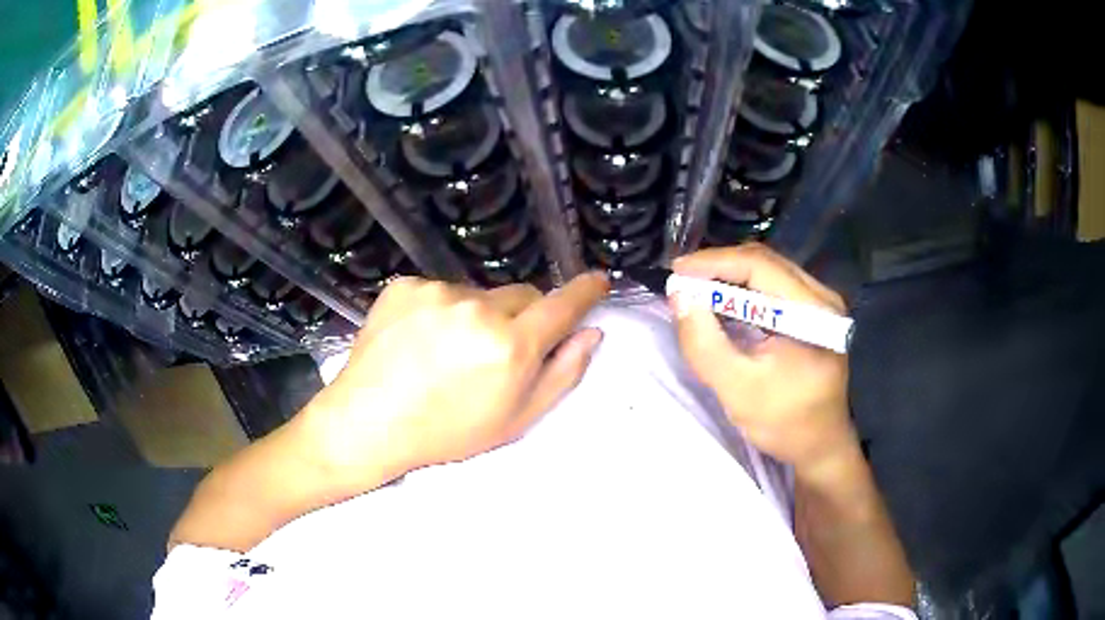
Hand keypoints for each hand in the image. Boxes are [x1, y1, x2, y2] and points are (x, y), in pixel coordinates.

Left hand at [302, 272, 609, 489]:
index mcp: (509, 346)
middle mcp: (477, 308)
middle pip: (520, 296)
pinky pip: (440, 291)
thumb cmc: (447, 432)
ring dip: (476, 315)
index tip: (598, 281)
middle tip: (495, 352)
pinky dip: (440, 310)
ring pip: (478, 295)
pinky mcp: (406, 285)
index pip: (562, 305)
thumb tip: (591, 333)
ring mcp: (437, 291)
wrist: (368, 422)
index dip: (584, 291)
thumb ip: (562, 374)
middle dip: (520, 318)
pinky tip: (419, 339)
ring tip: (446, 351)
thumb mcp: (515, 419)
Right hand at [671, 244, 854, 471]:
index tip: (676, 272)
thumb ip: (705, 344)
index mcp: (814, 312)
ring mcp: (820, 303)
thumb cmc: (784, 423)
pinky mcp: (813, 312)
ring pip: (768, 271)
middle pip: (764, 262)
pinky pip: (773, 286)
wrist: (820, 446)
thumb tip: (680, 295)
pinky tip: (722, 302)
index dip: (714, 262)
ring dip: (729, 276)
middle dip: (719, 266)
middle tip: (682, 281)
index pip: (760, 266)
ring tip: (696, 289)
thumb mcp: (737, 389)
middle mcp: (822, 297)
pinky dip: (742, 289)